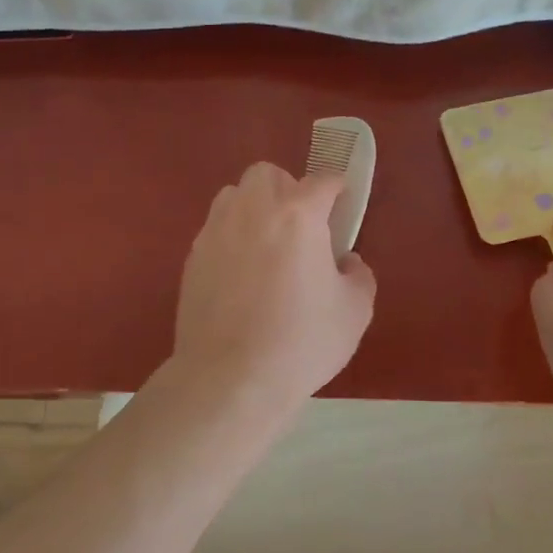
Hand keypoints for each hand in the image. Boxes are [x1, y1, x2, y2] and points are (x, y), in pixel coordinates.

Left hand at [166, 161, 376, 413]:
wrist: (230, 379)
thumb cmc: (301, 342)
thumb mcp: (354, 312)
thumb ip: (359, 276)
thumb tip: (346, 262)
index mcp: (298, 215)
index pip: (322, 182)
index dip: (337, 189)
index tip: (342, 203)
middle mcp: (254, 210)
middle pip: (268, 174)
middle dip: (287, 188)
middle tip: (301, 224)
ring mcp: (217, 231)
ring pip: (234, 194)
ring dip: (254, 206)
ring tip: (267, 242)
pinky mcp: (193, 257)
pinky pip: (216, 228)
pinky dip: (232, 236)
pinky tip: (241, 273)